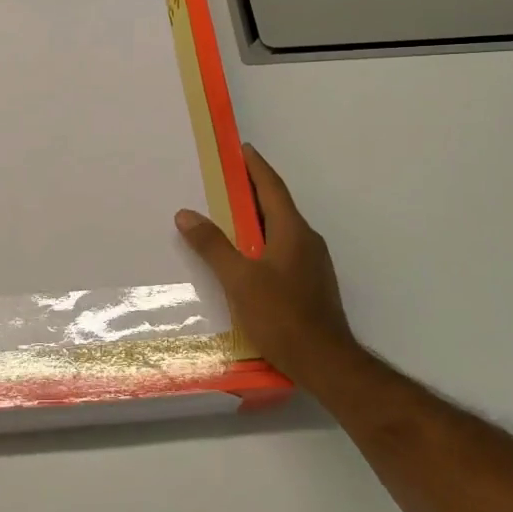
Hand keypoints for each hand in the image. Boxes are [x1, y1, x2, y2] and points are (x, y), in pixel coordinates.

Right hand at [177, 144, 363, 393]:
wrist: (326, 364)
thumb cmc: (282, 316)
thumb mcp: (239, 280)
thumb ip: (212, 246)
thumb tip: (186, 214)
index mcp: (292, 231)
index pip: (271, 187)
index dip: (255, 166)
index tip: (242, 148)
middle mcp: (307, 240)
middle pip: (277, 205)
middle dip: (253, 189)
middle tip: (226, 178)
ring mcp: (313, 263)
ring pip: (281, 229)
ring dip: (257, 217)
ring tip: (229, 215)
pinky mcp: (311, 284)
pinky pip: (284, 249)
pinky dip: (264, 240)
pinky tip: (247, 256)